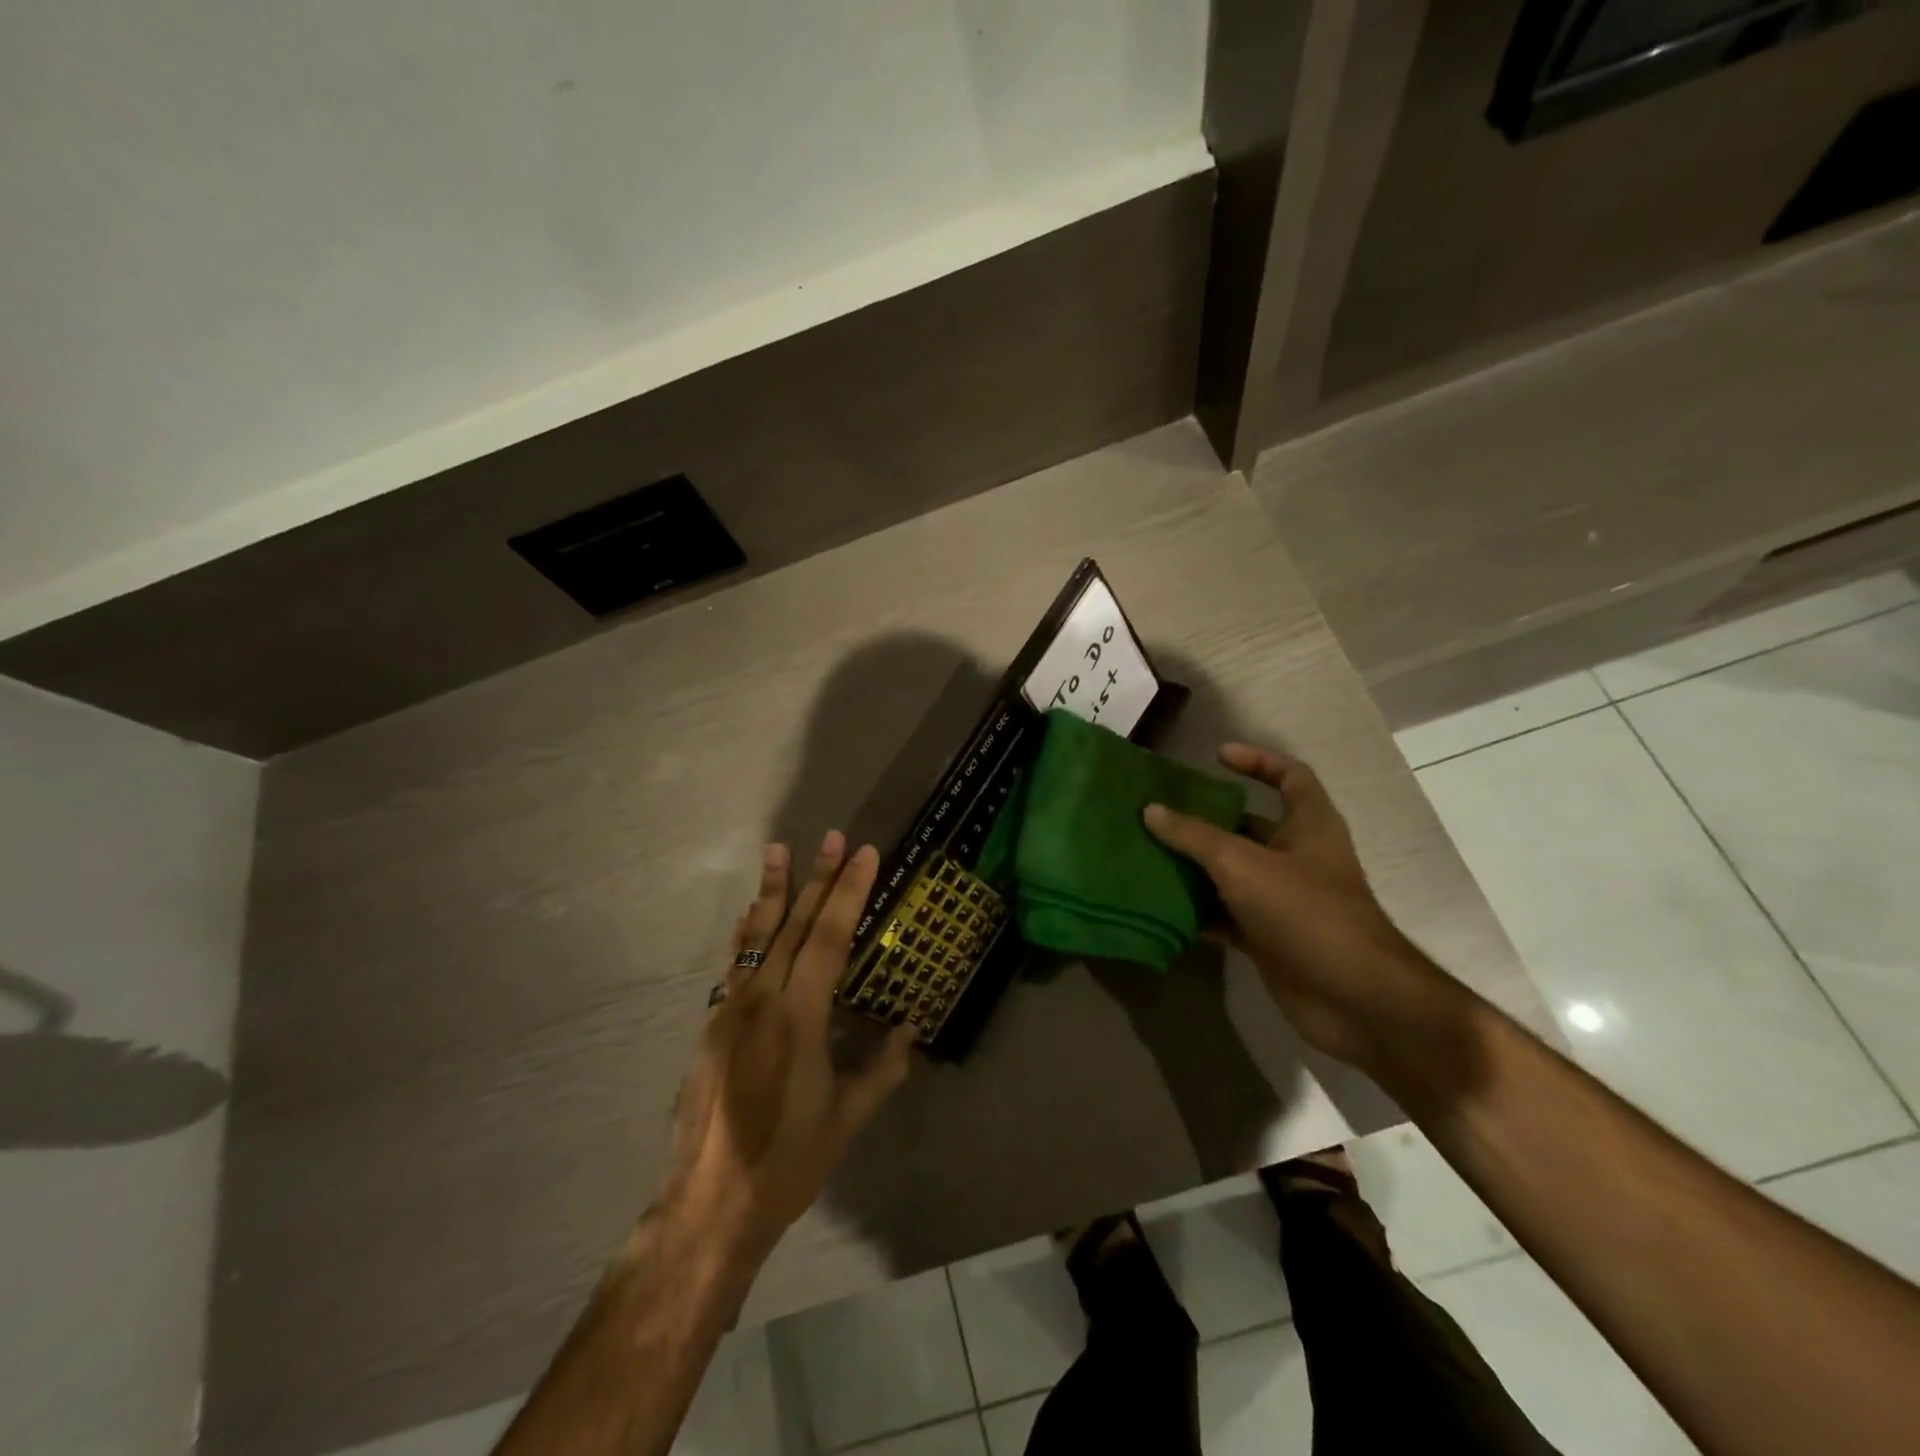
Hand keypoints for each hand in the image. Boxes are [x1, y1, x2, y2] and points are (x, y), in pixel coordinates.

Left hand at [664, 833, 915, 1265]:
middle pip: (793, 926)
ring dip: (771, 891)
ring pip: (755, 937)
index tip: (865, 854)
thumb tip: (913, 1029)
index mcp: (798, 1019)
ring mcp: (729, 1010)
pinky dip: (746, 933)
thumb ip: (882, 1069)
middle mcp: (760, 1001)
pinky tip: (748, 915)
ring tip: (777, 849)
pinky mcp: (711, 1025)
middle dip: (817, 878)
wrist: (706, 1208)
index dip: (849, 892)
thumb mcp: (846, 1119)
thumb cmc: (787, 1163)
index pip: (828, 938)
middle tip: (833, 836)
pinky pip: (733, 965)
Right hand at [1143, 743, 1447, 1068]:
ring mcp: (1282, 900)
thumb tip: (1151, 810)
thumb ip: (1195, 836)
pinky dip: (1196, 910)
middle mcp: (1296, 858)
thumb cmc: (1307, 914)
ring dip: (1193, 866)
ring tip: (1146, 853)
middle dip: (1205, 819)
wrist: (1355, 1001)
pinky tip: (1158, 904)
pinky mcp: (1268, 937)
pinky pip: (1224, 915)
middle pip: (1247, 826)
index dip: (1257, 760)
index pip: (1290, 777)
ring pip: (1230, 873)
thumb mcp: (1243, 865)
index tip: (1216, 757)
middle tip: (1159, 811)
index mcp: (1309, 826)